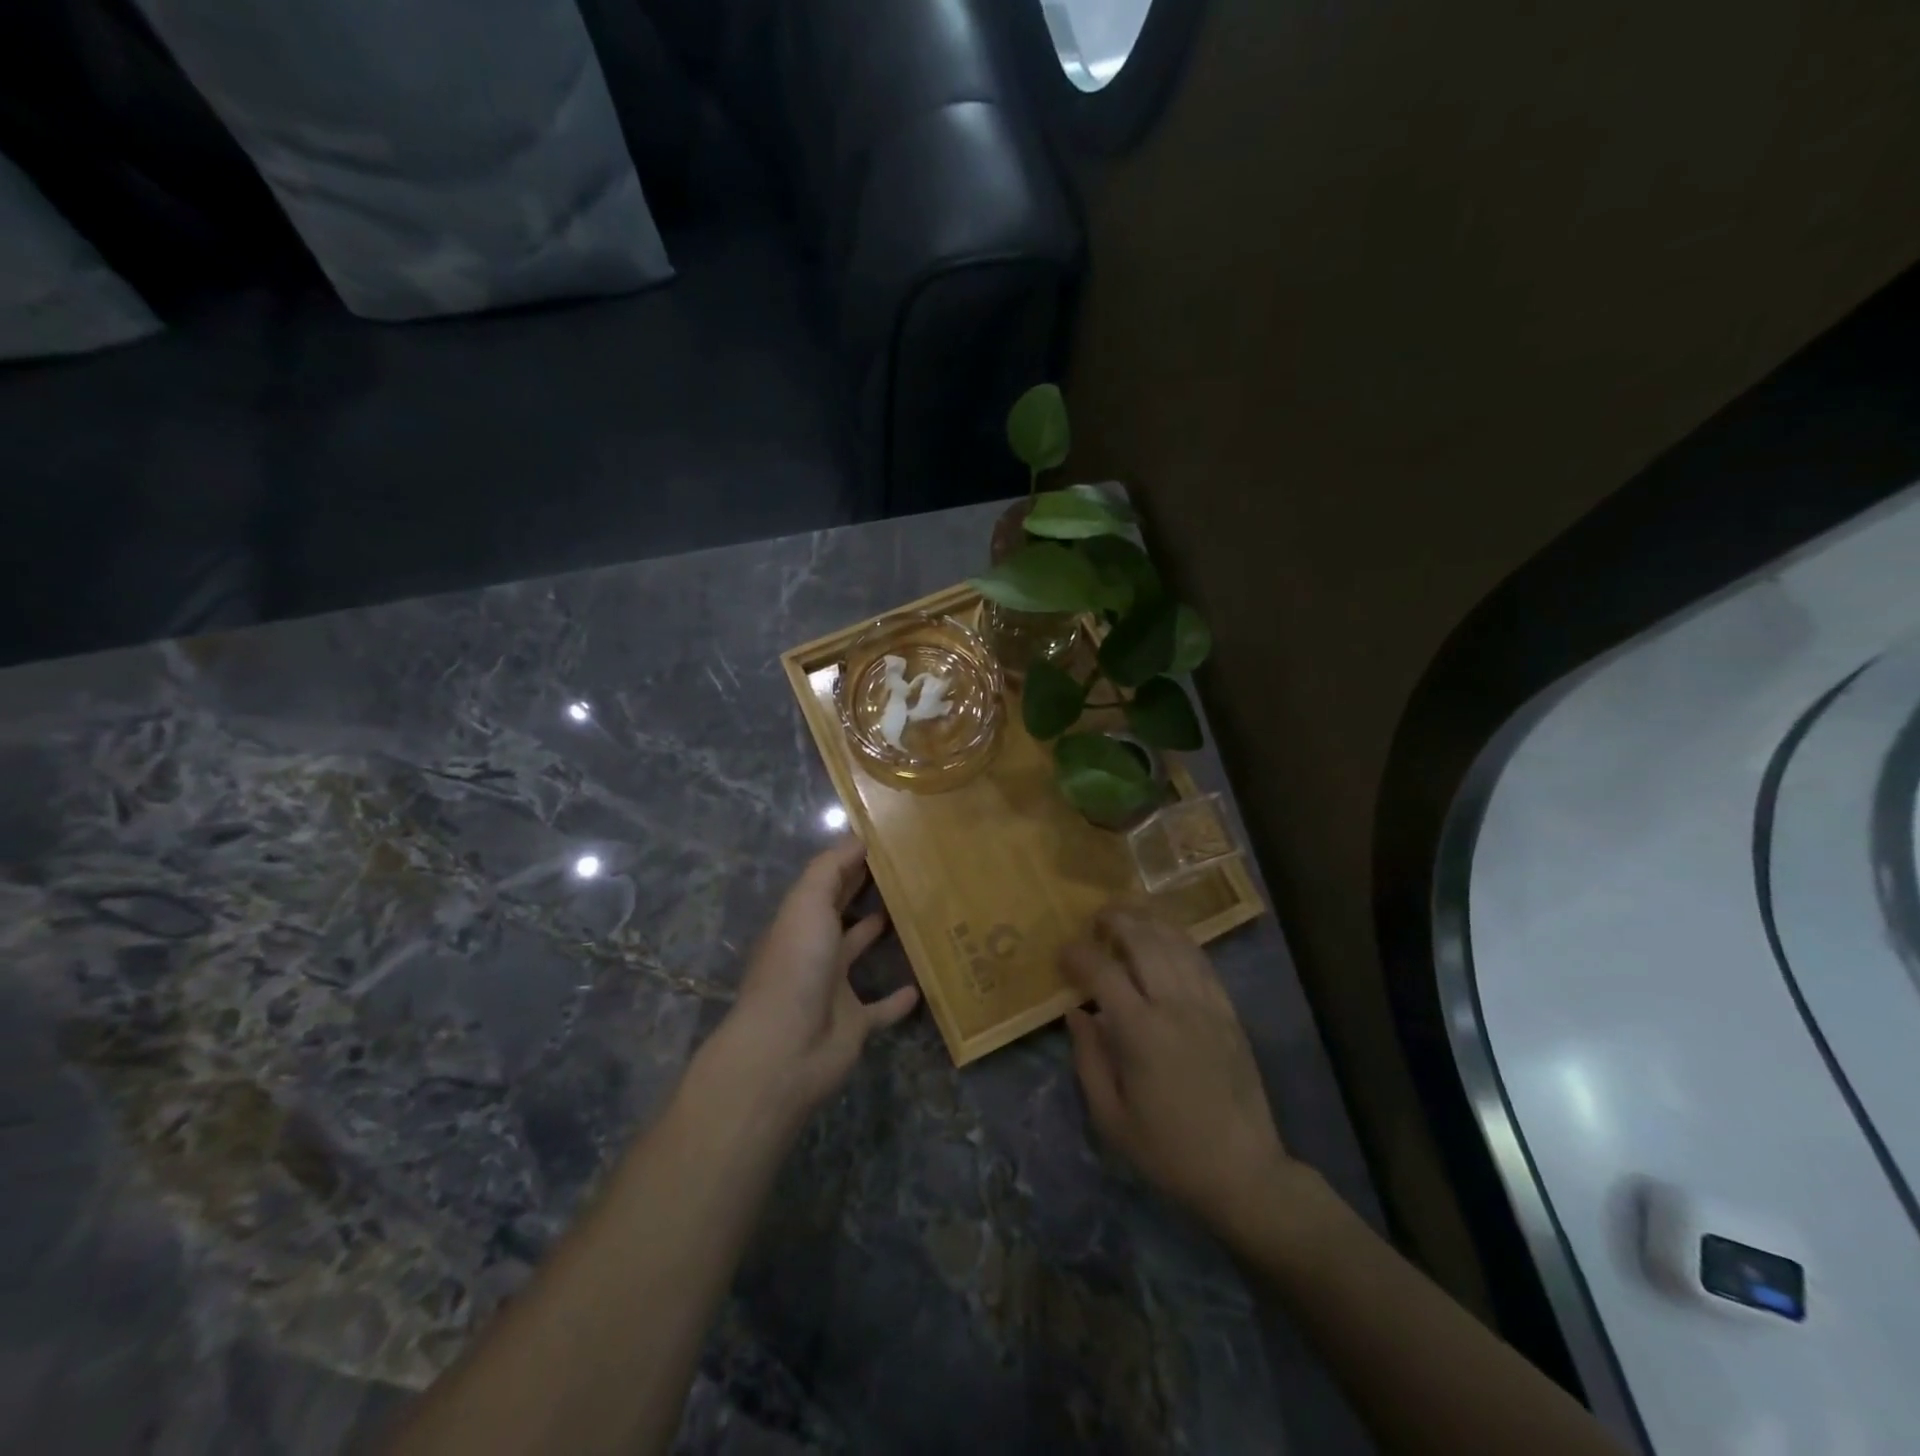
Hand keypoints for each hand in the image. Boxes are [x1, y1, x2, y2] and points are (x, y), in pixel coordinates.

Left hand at [708, 837, 918, 1118]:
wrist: (786, 1049)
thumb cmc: (797, 966)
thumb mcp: (807, 903)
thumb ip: (831, 867)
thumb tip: (858, 836)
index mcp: (800, 919)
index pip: (828, 880)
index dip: (852, 859)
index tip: (888, 840)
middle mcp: (815, 949)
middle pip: (842, 912)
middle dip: (865, 891)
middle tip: (909, 869)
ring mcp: (834, 987)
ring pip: (860, 953)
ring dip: (880, 934)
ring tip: (917, 912)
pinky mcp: (855, 1023)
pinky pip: (881, 1007)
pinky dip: (898, 999)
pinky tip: (923, 984)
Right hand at [1062, 905, 1299, 1239]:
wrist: (1243, 1172)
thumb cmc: (1168, 1151)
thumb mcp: (1111, 1118)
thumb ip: (1088, 1059)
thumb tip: (1075, 1012)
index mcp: (1141, 1034)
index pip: (1104, 973)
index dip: (1079, 954)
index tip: (1063, 953)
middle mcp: (1175, 1007)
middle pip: (1144, 942)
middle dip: (1116, 921)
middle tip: (1096, 920)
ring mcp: (1208, 1006)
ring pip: (1176, 943)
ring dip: (1148, 922)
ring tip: (1127, 916)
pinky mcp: (1229, 1012)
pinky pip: (1203, 962)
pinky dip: (1180, 940)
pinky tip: (1165, 937)